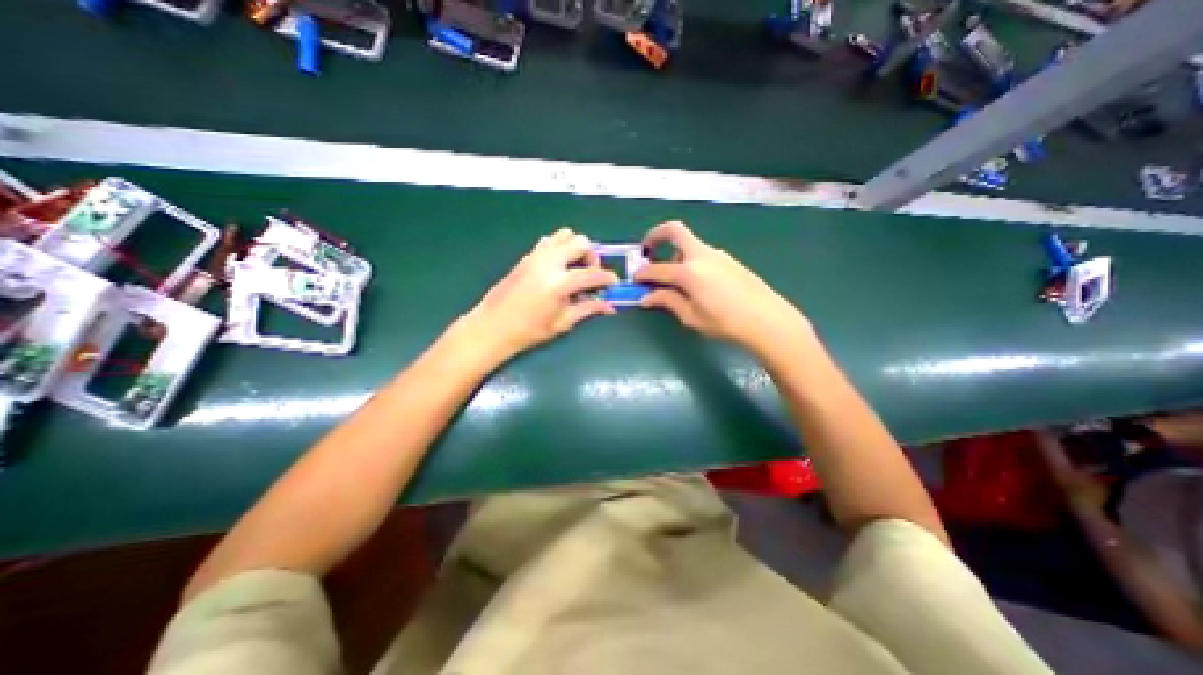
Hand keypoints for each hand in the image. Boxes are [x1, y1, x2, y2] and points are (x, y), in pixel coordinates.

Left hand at [464, 227, 618, 363]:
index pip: (592, 274)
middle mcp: (549, 262)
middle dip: (592, 256)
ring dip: (576, 247)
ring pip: (564, 235)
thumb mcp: (563, 322)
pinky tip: (559, 267)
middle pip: (580, 242)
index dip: (608, 278)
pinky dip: (560, 248)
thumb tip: (609, 306)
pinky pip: (549, 241)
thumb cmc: (529, 331)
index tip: (614, 284)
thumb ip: (588, 309)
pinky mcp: (527, 256)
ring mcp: (536, 255)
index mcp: (559, 282)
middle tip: (592, 273)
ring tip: (576, 267)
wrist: (493, 327)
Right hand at [633, 223, 812, 357]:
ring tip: (674, 281)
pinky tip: (696, 284)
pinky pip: (702, 254)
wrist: (768, 320)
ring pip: (689, 245)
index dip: (642, 274)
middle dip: (655, 237)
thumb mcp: (691, 316)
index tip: (635, 281)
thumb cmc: (725, 323)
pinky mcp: (729, 260)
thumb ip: (667, 301)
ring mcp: (718, 255)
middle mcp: (702, 255)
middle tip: (647, 253)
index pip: (656, 269)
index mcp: (689, 271)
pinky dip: (690, 262)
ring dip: (675, 255)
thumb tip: (647, 297)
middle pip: (674, 231)